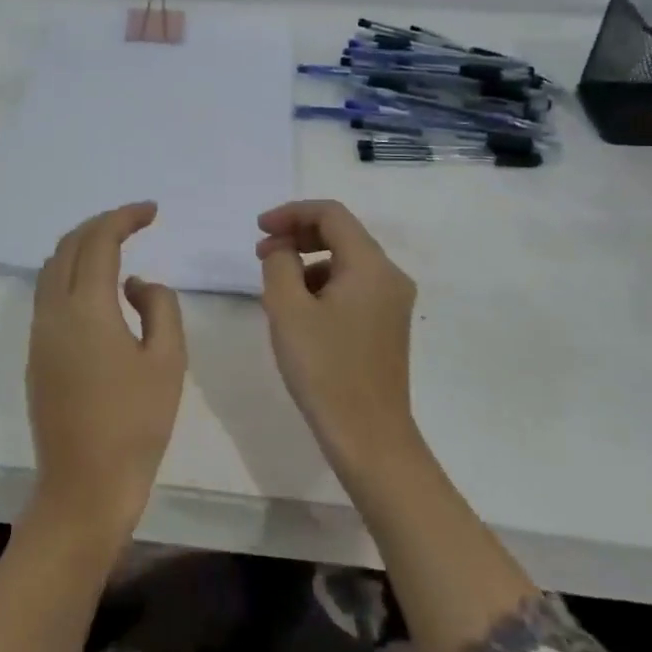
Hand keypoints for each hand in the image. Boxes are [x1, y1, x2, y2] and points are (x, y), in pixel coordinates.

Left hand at [29, 202, 186, 540]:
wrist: (84, 487)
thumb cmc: (136, 424)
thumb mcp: (168, 360)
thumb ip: (159, 306)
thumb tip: (135, 284)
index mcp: (86, 307)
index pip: (99, 241)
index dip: (124, 217)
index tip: (152, 211)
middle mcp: (53, 311)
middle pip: (69, 245)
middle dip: (101, 224)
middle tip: (135, 222)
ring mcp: (38, 332)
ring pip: (52, 267)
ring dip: (82, 246)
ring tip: (116, 247)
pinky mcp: (35, 353)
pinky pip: (48, 292)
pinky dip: (71, 273)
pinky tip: (98, 289)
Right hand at [256, 200, 418, 472]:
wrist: (369, 438)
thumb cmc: (324, 369)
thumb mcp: (287, 309)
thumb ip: (279, 264)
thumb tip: (282, 250)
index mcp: (371, 265)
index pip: (330, 214)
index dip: (291, 213)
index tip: (258, 229)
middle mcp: (389, 276)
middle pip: (341, 234)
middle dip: (298, 235)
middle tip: (261, 253)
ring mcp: (392, 303)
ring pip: (345, 261)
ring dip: (308, 261)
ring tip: (276, 287)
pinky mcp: (387, 326)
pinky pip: (352, 286)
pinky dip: (322, 285)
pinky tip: (299, 312)